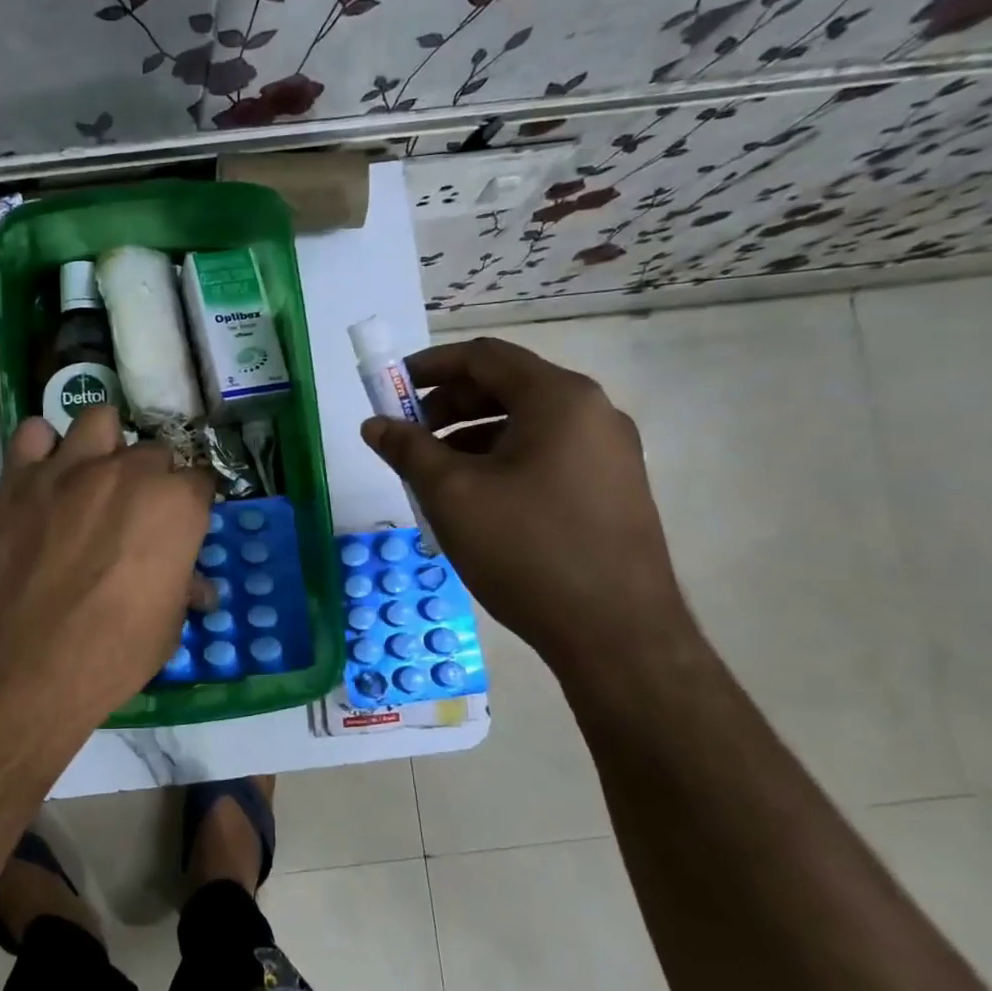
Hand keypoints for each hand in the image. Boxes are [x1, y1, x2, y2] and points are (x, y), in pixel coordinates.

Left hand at [0, 405, 215, 723]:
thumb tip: (197, 586)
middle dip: (153, 479)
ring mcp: (70, 469)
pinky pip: (33, 434)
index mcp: (176, 506)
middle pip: (154, 451)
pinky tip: (44, 477)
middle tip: (136, 515)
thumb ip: (183, 589)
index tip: (184, 525)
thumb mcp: (167, 629)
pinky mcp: (19, 479)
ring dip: (104, 444)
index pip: (201, 479)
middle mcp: (128, 473)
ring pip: (99, 419)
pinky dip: (41, 448)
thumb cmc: (110, 656)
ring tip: (94, 477)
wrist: (24, 670)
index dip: (193, 504)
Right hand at [360, 337, 691, 675]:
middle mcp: (593, 413)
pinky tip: (475, 500)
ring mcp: (609, 453)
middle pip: (507, 387)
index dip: (430, 367)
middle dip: (448, 406)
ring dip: (471, 437)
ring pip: (526, 425)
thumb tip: (375, 424)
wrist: (616, 634)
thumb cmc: (527, 549)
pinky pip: (546, 455)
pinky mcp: (612, 490)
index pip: (484, 357)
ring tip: (433, 475)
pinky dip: (501, 461)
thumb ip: (408, 450)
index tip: (390, 389)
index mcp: (559, 398)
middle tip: (408, 437)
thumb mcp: (451, 494)